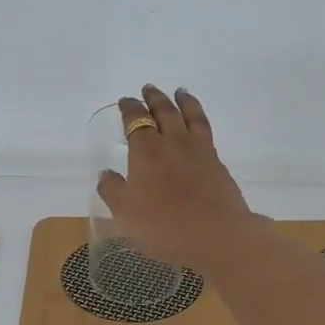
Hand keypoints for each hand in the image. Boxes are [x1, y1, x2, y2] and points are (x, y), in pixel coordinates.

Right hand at [95, 85, 257, 271]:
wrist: (217, 236)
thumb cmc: (164, 226)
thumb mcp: (126, 213)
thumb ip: (113, 190)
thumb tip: (107, 173)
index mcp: (146, 151)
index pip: (136, 121)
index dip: (129, 109)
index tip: (125, 101)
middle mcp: (173, 143)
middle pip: (164, 112)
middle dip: (154, 99)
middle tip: (149, 88)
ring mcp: (199, 151)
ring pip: (190, 116)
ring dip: (183, 101)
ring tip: (180, 92)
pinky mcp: (217, 163)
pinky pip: (206, 131)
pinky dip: (199, 119)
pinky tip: (198, 125)